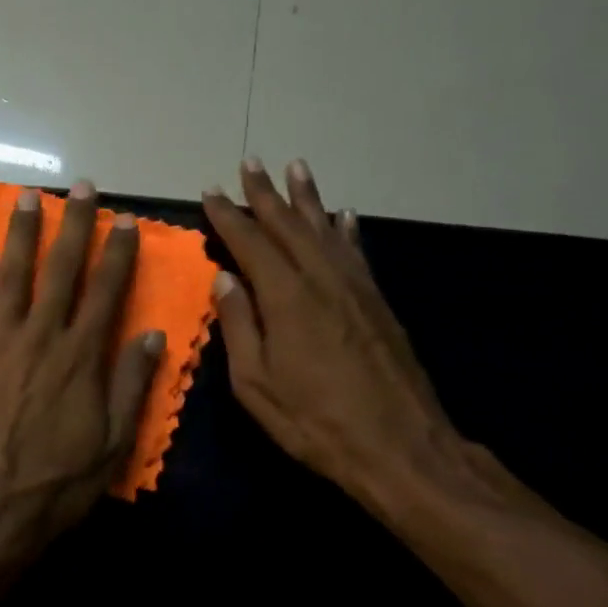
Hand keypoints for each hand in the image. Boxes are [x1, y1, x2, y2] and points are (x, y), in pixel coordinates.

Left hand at [0, 180, 163, 563]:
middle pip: (61, 270)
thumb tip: (151, 333)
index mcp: (82, 356)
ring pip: (12, 277)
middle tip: (81, 187)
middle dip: (73, 225)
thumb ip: (132, 384)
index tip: (125, 220)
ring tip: (27, 198)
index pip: (106, 291)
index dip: (118, 252)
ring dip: (21, 235)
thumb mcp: (113, 443)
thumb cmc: (57, 483)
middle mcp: (41, 337)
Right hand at [202, 158, 461, 512]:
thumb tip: (225, 280)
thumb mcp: (256, 384)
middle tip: (251, 163)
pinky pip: (357, 252)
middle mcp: (322, 279)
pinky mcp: (378, 302)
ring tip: (296, 168)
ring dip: (308, 198)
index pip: (251, 244)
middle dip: (266, 194)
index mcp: (286, 298)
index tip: (210, 192)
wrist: (397, 443)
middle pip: (289, 225)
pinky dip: (346, 230)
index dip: (228, 216)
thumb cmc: (314, 420)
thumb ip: (239, 327)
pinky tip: (343, 216)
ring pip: (326, 229)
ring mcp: (355, 288)